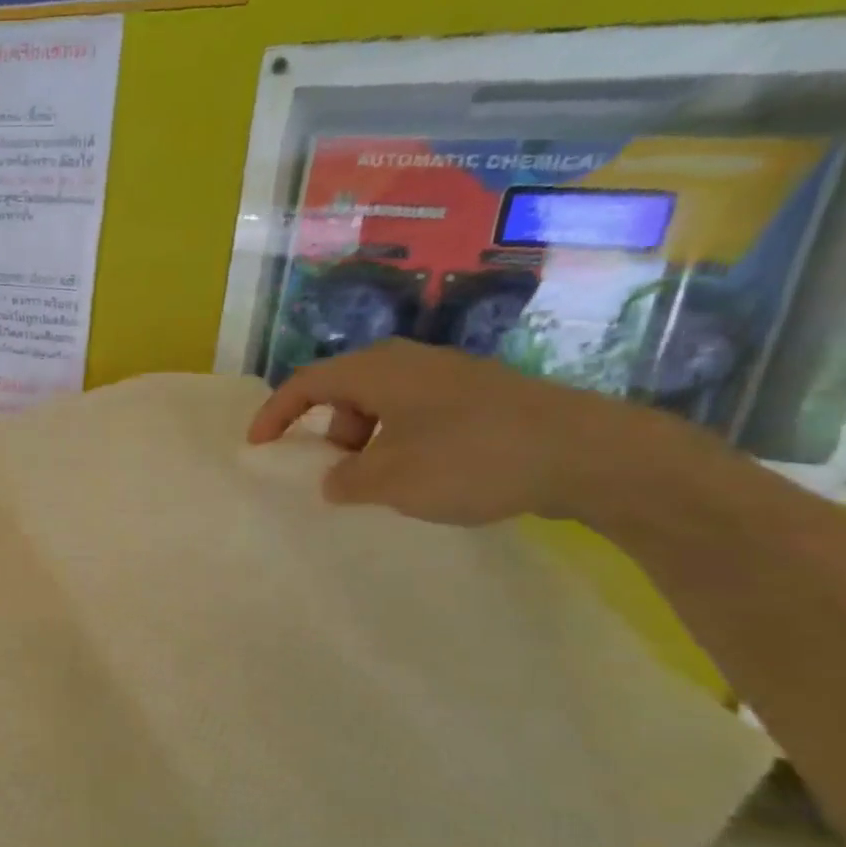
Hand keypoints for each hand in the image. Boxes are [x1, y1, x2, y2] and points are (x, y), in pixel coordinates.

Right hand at [246, 340, 682, 526]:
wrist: (589, 454)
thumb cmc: (470, 458)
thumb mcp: (390, 479)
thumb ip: (345, 480)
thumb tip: (336, 480)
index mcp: (377, 370)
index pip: (305, 383)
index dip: (274, 414)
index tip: (256, 447)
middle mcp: (409, 362)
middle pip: (344, 391)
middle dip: (326, 433)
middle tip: (332, 474)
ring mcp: (449, 377)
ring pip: (382, 405)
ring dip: (366, 442)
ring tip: (381, 483)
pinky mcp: (481, 397)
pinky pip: (416, 415)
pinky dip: (400, 442)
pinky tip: (424, 476)